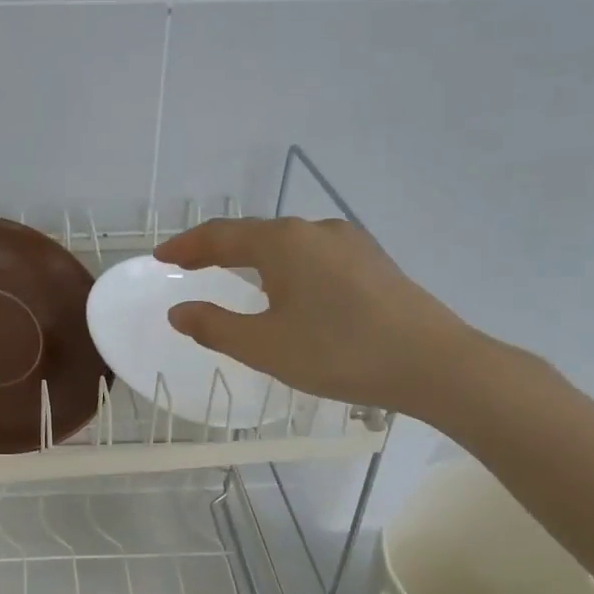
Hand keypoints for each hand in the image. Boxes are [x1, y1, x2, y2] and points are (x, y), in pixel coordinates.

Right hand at [152, 216, 476, 419]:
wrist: (435, 364)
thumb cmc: (338, 352)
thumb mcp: (264, 347)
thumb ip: (214, 327)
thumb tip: (179, 311)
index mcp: (283, 242)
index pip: (219, 236)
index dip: (185, 246)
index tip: (159, 257)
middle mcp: (315, 230)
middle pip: (253, 234)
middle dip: (217, 249)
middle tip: (189, 266)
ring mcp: (350, 242)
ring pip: (287, 244)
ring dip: (253, 257)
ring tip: (234, 276)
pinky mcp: (373, 262)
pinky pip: (314, 256)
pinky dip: (286, 267)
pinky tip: (290, 290)